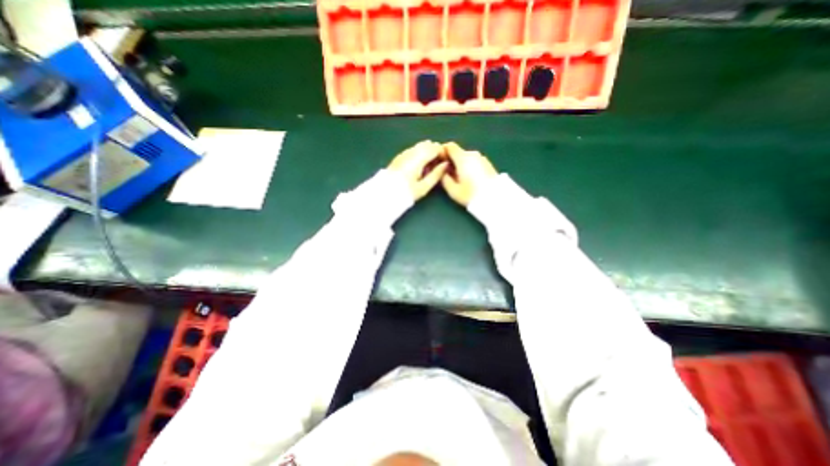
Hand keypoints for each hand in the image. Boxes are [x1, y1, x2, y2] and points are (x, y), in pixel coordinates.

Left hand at [388, 140, 447, 200]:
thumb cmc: (407, 192)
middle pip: (426, 145)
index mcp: (418, 159)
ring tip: (431, 162)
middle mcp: (410, 153)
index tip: (446, 160)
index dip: (442, 152)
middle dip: (435, 150)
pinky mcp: (399, 157)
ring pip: (419, 146)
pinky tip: (420, 161)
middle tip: (439, 161)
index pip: (434, 148)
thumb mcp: (424, 187)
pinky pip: (412, 150)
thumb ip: (436, 175)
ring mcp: (403, 154)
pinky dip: (419, 152)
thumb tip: (445, 165)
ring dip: (427, 150)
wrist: (385, 194)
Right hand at [445, 140, 493, 205]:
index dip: (442, 151)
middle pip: (458, 152)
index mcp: (463, 158)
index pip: (449, 146)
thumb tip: (441, 171)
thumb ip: (444, 178)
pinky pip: (473, 161)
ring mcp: (481, 158)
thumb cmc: (471, 195)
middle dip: (450, 160)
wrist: (495, 198)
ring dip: (459, 163)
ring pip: (465, 157)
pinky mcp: (487, 164)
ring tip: (457, 177)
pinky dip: (468, 166)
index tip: (438, 161)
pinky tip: (468, 178)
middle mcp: (472, 154)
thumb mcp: (453, 190)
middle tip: (446, 172)